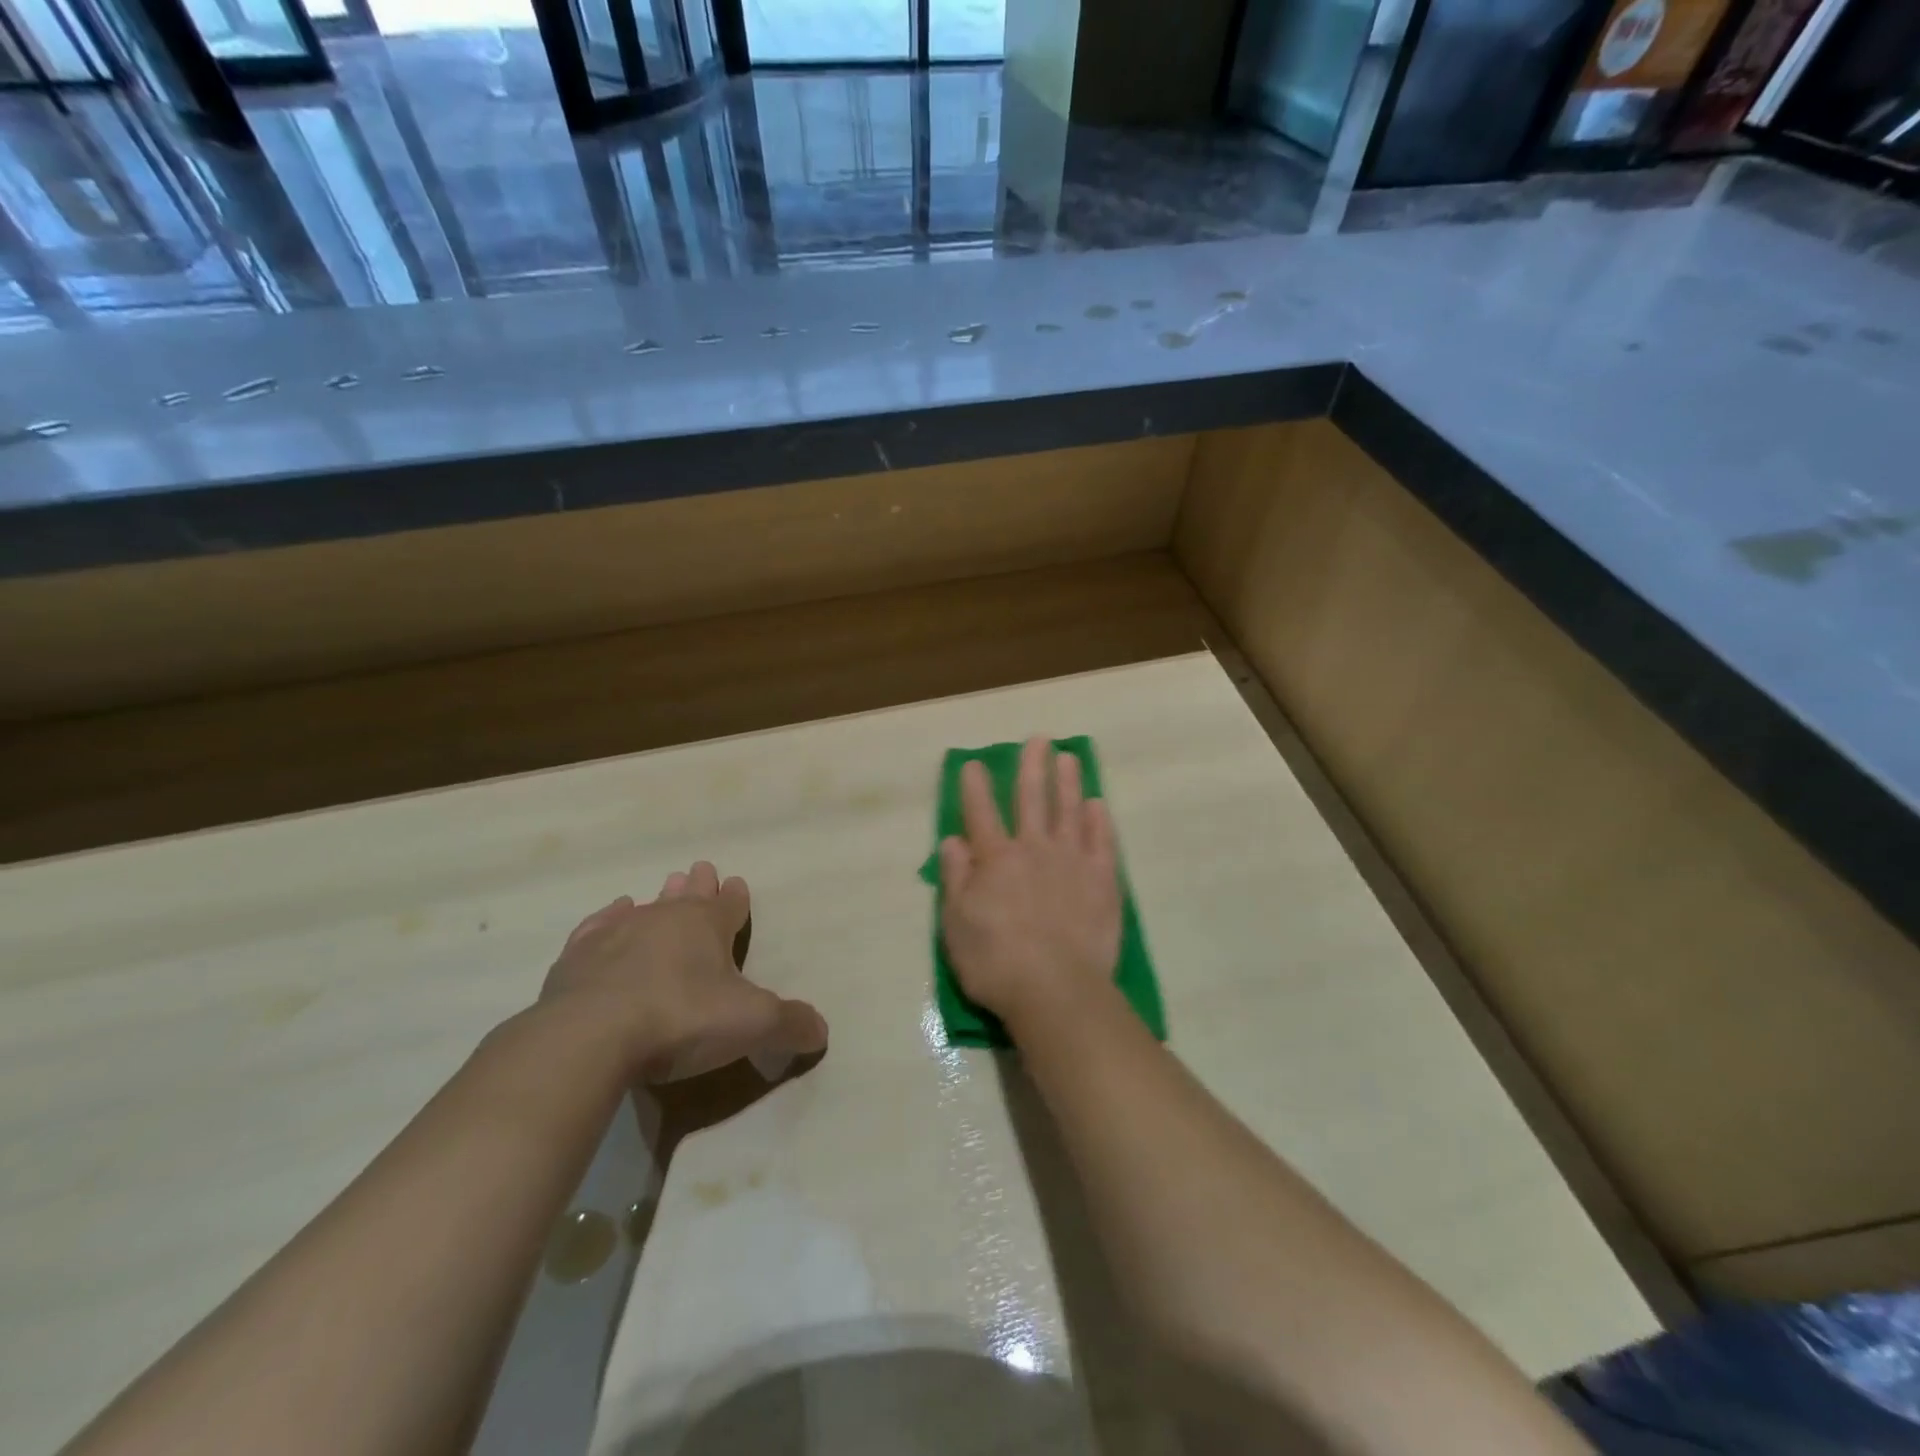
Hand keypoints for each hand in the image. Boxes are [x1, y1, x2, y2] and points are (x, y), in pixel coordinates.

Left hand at [541, 862, 827, 1083]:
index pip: (729, 905)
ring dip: (658, 899)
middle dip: (697, 885)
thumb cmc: (681, 1019)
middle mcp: (664, 918)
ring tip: (663, 886)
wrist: (590, 1036)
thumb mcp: (752, 1025)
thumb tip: (821, 1031)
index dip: (736, 898)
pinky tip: (612, 915)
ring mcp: (617, 934)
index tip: (736, 883)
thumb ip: (790, 1025)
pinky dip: (608, 920)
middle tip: (700, 869)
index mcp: (707, 926)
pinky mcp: (578, 957)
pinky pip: (599, 927)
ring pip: (645, 907)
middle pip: (687, 896)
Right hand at [938, 737, 1122, 1036]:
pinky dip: (1099, 820)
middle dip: (1032, 766)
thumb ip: (955, 877)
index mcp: (995, 859)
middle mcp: (1034, 849)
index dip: (975, 786)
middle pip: (1032, 798)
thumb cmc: (996, 962)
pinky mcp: (1103, 880)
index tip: (973, 763)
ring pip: (1070, 810)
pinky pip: (1102, 841)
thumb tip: (952, 840)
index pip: (981, 813)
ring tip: (1069, 757)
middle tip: (1039, 739)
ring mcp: (1072, 861)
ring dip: (1068, 781)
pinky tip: (1098, 805)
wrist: (1056, 990)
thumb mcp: (956, 924)